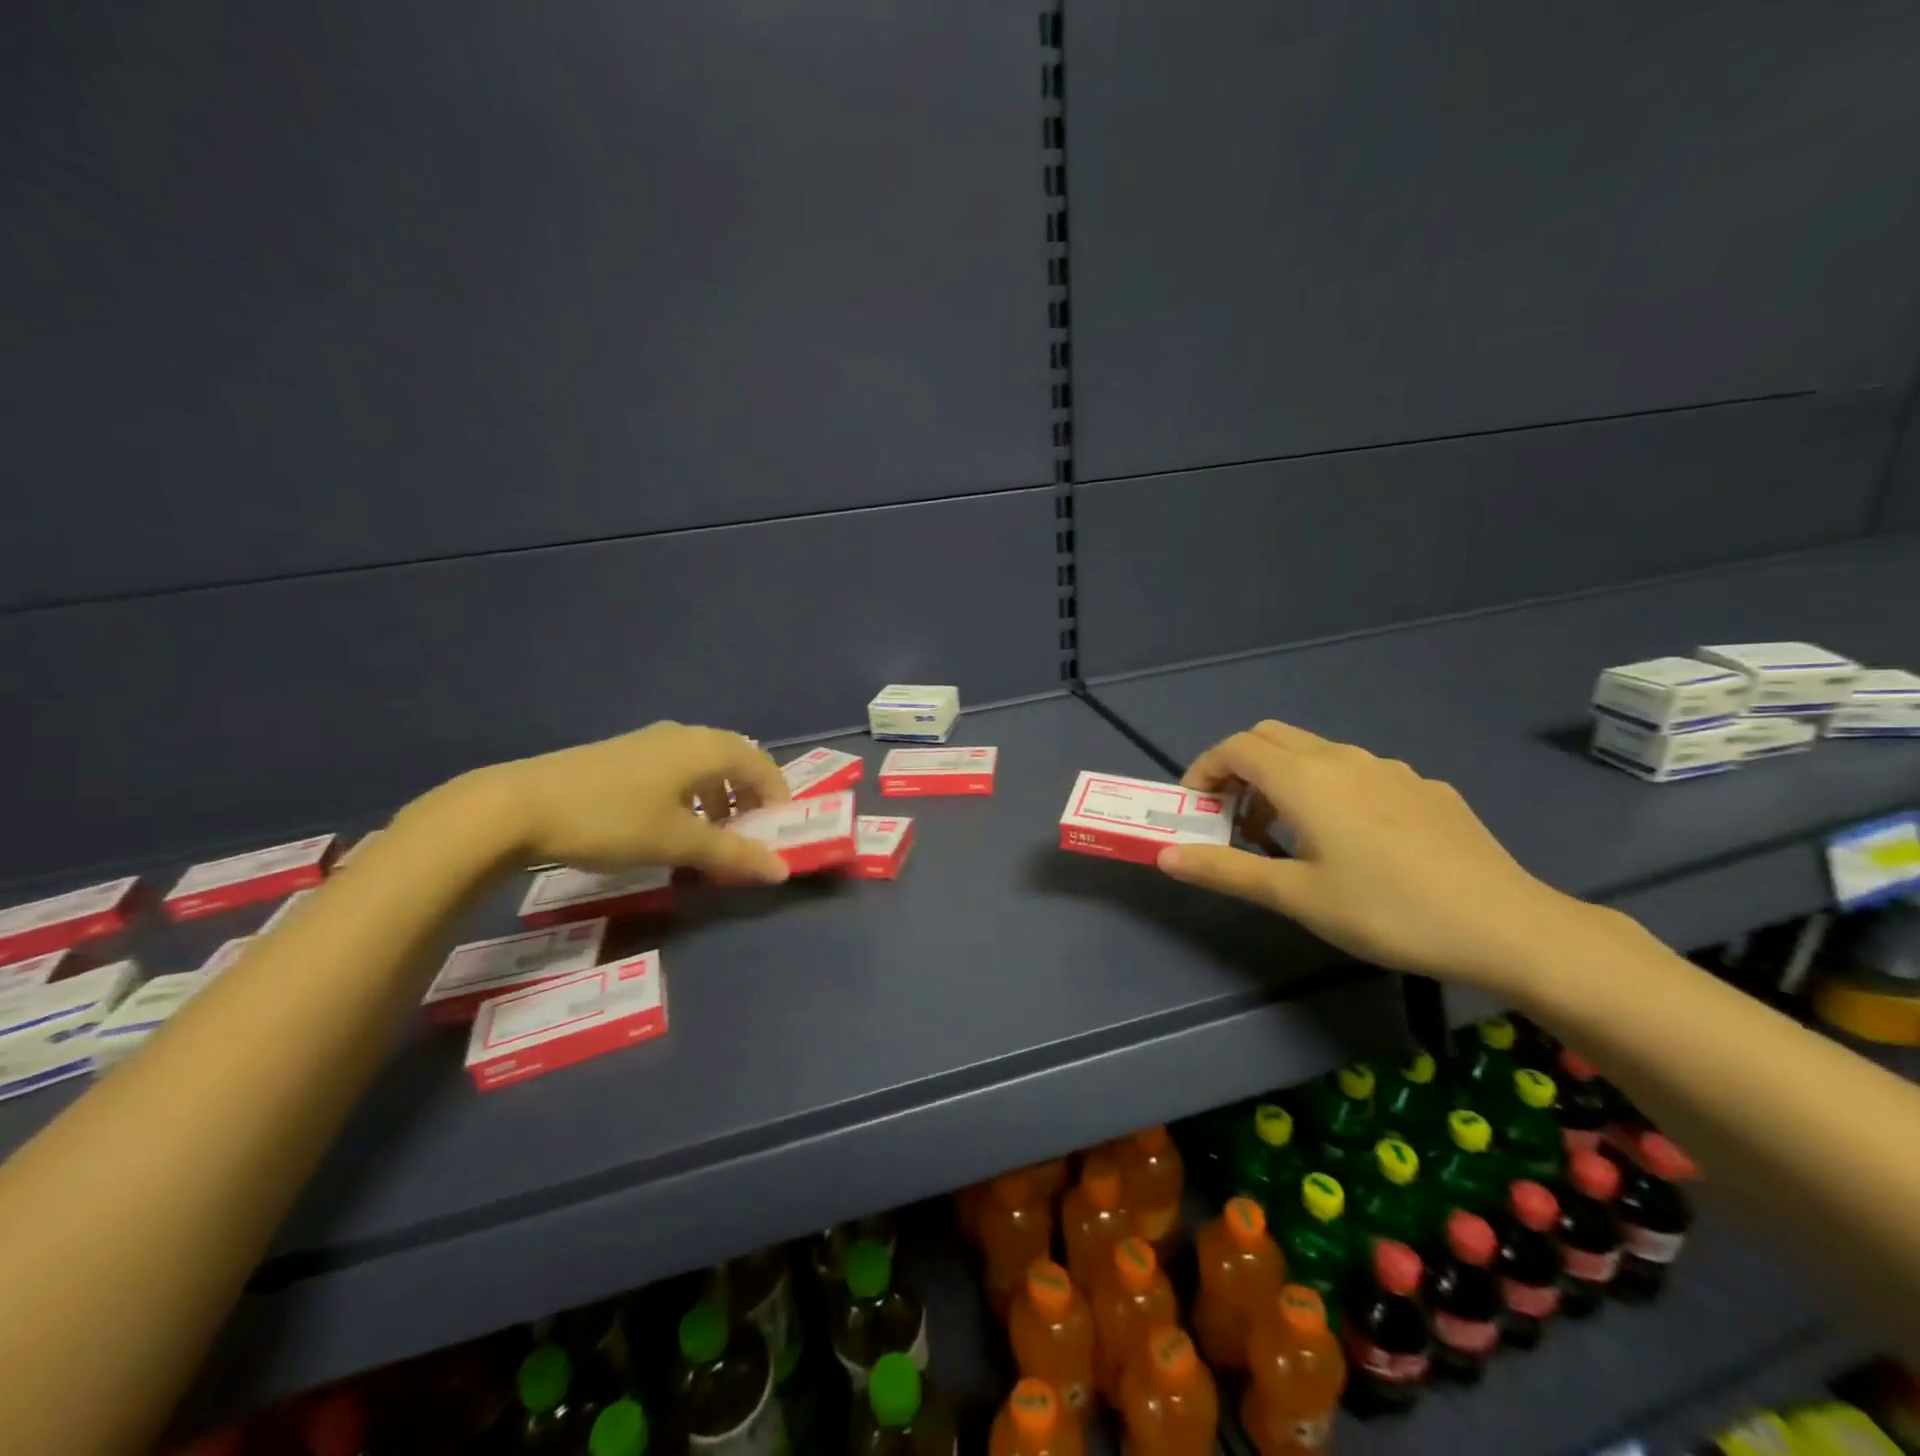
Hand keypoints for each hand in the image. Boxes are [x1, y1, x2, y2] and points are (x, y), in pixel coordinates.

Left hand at [487, 722, 792, 883]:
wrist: (519, 805)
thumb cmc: (612, 819)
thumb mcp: (677, 842)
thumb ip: (732, 854)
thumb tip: (781, 869)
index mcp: (705, 748)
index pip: (761, 765)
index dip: (777, 796)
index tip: (777, 832)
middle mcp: (683, 736)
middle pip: (735, 761)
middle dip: (749, 798)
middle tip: (748, 835)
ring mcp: (649, 742)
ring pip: (703, 765)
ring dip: (719, 798)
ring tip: (710, 836)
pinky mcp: (623, 755)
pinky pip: (676, 769)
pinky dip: (690, 795)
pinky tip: (669, 826)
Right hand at [1157, 720, 1599, 987]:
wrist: (1507, 926)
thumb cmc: (1386, 911)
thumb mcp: (1295, 896)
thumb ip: (1225, 869)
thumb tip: (1165, 855)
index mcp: (1305, 778)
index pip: (1235, 748)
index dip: (1204, 771)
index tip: (1196, 810)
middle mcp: (1344, 759)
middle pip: (1271, 737)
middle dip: (1240, 769)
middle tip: (1234, 819)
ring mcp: (1390, 769)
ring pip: (1317, 753)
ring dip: (1284, 780)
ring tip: (1287, 837)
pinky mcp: (1425, 788)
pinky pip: (1359, 773)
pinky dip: (1330, 791)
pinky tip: (1354, 843)